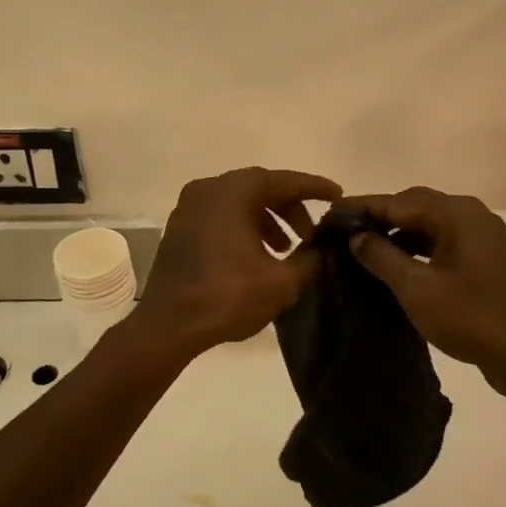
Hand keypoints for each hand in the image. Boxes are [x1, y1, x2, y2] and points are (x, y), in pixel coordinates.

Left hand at [129, 168, 342, 359]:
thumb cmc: (226, 297)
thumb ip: (309, 259)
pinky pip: (221, 216)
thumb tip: (321, 249)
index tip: (337, 195)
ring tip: (287, 250)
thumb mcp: (281, 282)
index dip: (313, 188)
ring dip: (268, 220)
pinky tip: (258, 256)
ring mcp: (189, 208)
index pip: (282, 181)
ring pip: (239, 203)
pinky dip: (245, 227)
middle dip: (290, 208)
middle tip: (312, 234)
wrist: (168, 326)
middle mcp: (207, 190)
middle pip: (259, 188)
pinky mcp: (180, 229)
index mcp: (231, 193)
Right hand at [343, 187, 505, 398]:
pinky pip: (444, 241)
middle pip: (416, 206)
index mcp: (457, 214)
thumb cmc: (470, 318)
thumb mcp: (416, 289)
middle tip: (345, 231)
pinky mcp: (487, 258)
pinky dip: (418, 247)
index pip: (399, 201)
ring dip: (399, 233)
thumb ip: (381, 257)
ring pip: (430, 224)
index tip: (331, 213)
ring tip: (365, 249)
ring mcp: (483, 236)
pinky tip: (398, 265)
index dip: (362, 207)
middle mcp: (472, 215)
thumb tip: (357, 236)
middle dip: (380, 217)